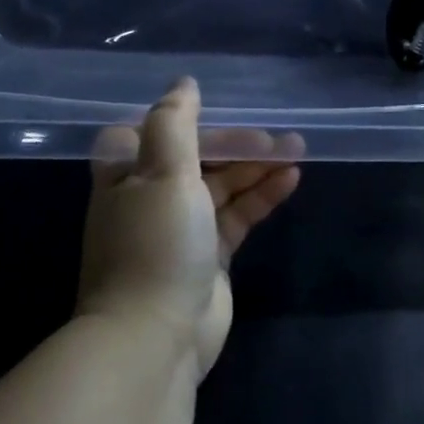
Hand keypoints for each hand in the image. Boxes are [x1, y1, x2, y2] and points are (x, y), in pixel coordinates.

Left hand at [76, 78, 302, 376]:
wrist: (153, 340)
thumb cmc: (155, 244)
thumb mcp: (162, 172)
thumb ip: (173, 122)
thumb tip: (184, 83)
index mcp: (127, 174)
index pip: (154, 132)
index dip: (187, 119)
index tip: (223, 107)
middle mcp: (151, 197)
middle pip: (198, 157)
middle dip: (237, 144)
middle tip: (279, 137)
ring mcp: (182, 228)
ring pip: (223, 185)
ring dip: (256, 167)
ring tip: (296, 151)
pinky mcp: (210, 256)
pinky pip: (238, 214)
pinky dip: (262, 195)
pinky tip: (291, 179)